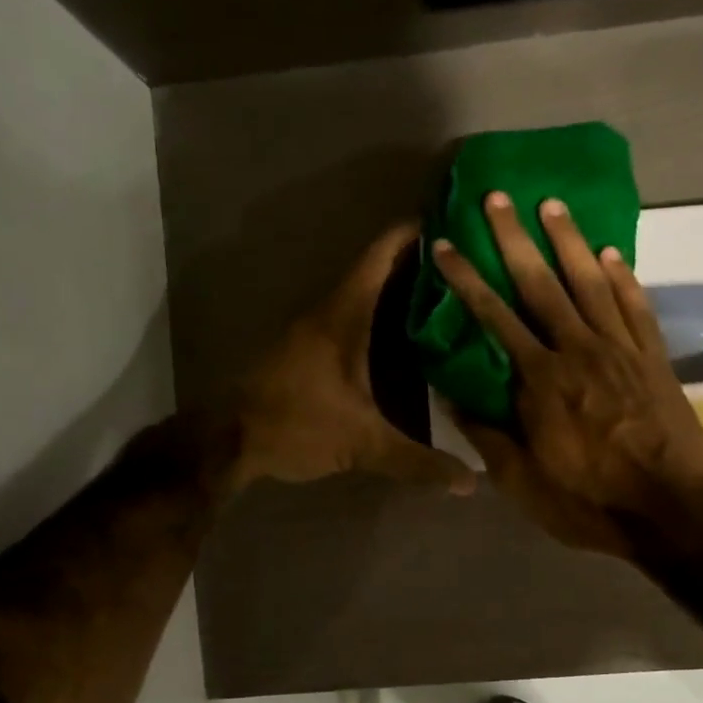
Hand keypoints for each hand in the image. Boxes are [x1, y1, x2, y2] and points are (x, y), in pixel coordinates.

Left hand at [233, 224, 476, 495]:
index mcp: (344, 316)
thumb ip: (418, 461)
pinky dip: (385, 313)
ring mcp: (317, 327)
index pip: (382, 254)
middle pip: (380, 268)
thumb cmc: (297, 425)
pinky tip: (411, 335)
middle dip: (422, 261)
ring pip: (367, 292)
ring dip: (403, 287)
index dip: (415, 231)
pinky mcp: (311, 347)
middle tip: (470, 262)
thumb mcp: (363, 446)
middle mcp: (330, 311)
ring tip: (451, 295)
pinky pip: (356, 314)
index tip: (456, 220)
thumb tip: (471, 482)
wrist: (230, 439)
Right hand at [431, 191, 702, 555]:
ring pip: (592, 283)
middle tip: (497, 197)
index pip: (494, 318)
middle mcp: (579, 351)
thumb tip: (453, 398)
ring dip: (570, 241)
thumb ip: (487, 436)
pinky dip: (623, 278)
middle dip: (515, 238)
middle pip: (541, 284)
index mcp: (541, 381)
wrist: (672, 511)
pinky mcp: (656, 359)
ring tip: (552, 204)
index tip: (445, 245)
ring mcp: (622, 350)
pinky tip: (610, 254)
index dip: (467, 280)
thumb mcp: (523, 484)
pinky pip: (637, 307)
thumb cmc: (590, 502)